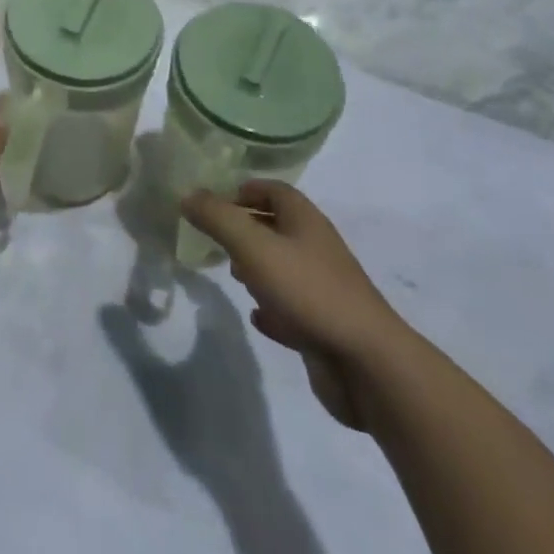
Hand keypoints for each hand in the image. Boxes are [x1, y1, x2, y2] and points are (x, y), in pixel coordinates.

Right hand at [180, 181, 409, 428]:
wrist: (366, 363)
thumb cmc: (307, 290)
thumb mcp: (253, 247)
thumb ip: (217, 219)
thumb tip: (187, 194)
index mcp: (304, 219)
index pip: (271, 190)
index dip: (242, 190)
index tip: (212, 203)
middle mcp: (315, 246)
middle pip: (276, 226)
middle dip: (245, 228)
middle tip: (214, 239)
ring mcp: (322, 287)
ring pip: (283, 266)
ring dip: (256, 267)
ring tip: (230, 275)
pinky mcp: (324, 325)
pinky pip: (292, 307)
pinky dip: (272, 307)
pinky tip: (257, 317)